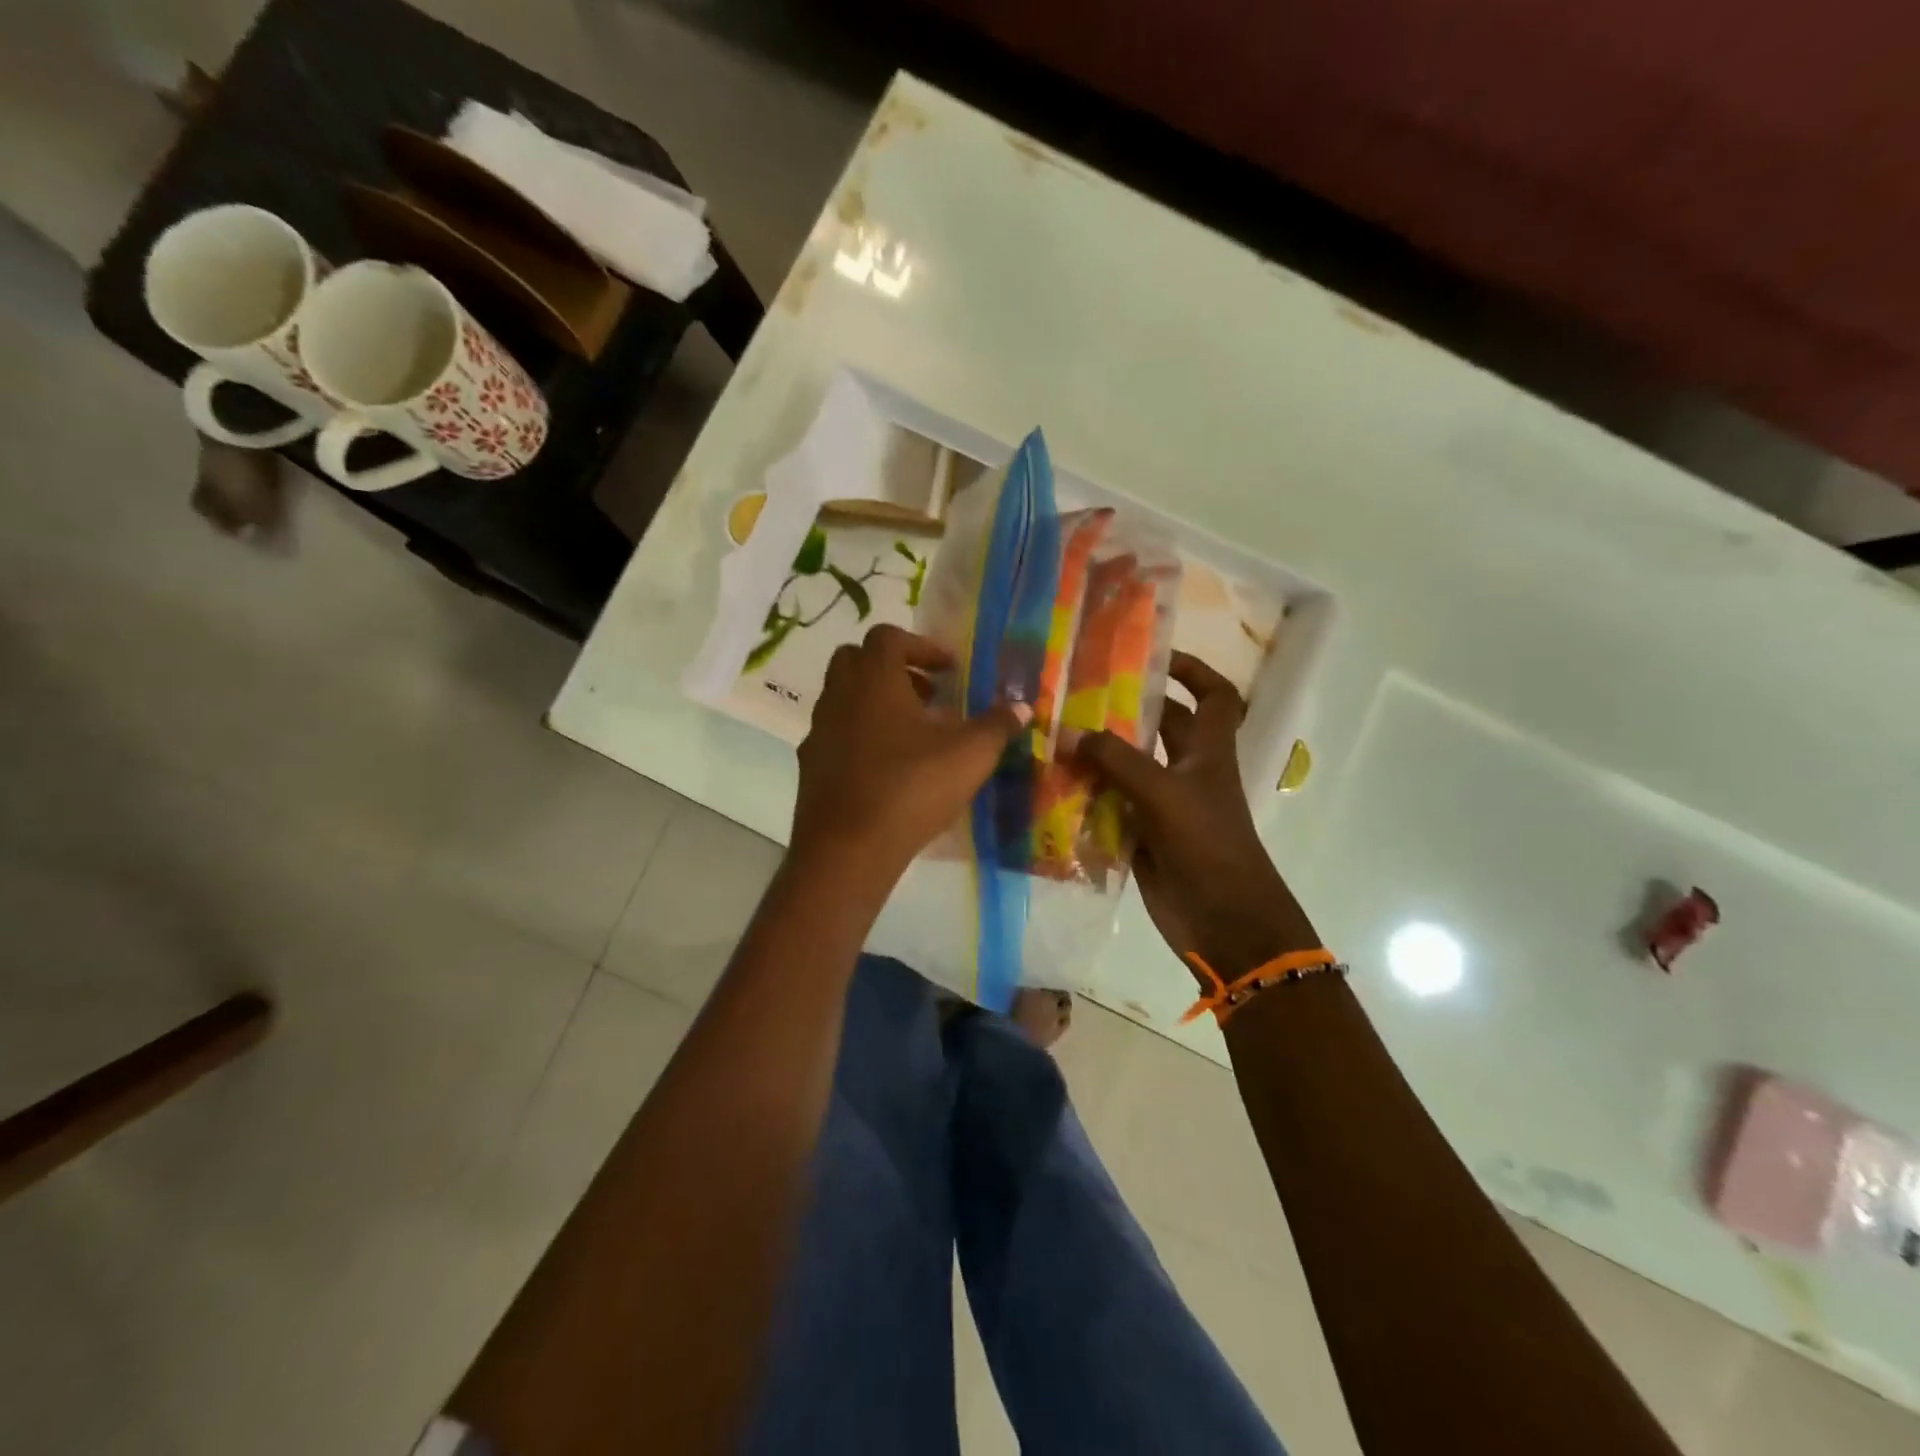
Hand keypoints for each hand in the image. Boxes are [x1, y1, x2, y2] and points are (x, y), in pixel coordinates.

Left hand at [791, 624, 1030, 890]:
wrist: (848, 849)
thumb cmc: (911, 788)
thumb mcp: (969, 755)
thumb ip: (997, 726)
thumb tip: (1023, 707)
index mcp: (874, 679)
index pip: (889, 637)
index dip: (922, 647)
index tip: (950, 670)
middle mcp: (838, 695)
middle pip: (857, 660)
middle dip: (893, 670)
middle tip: (928, 695)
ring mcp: (819, 730)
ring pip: (844, 698)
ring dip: (876, 703)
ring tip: (914, 734)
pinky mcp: (810, 765)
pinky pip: (836, 735)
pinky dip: (860, 737)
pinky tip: (888, 767)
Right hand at [1073, 652, 1319, 981]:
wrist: (1224, 921)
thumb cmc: (1208, 846)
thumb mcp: (1164, 794)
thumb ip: (1116, 761)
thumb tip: (1069, 732)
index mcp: (1208, 752)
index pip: (1214, 697)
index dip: (1193, 670)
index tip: (1154, 657)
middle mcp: (1187, 772)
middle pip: (1160, 728)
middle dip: (1126, 710)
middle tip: (1078, 694)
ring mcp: (1164, 805)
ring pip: (1129, 767)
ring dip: (1099, 753)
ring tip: (1055, 734)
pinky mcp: (1143, 835)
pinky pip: (1111, 805)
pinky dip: (1088, 795)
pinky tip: (1054, 785)